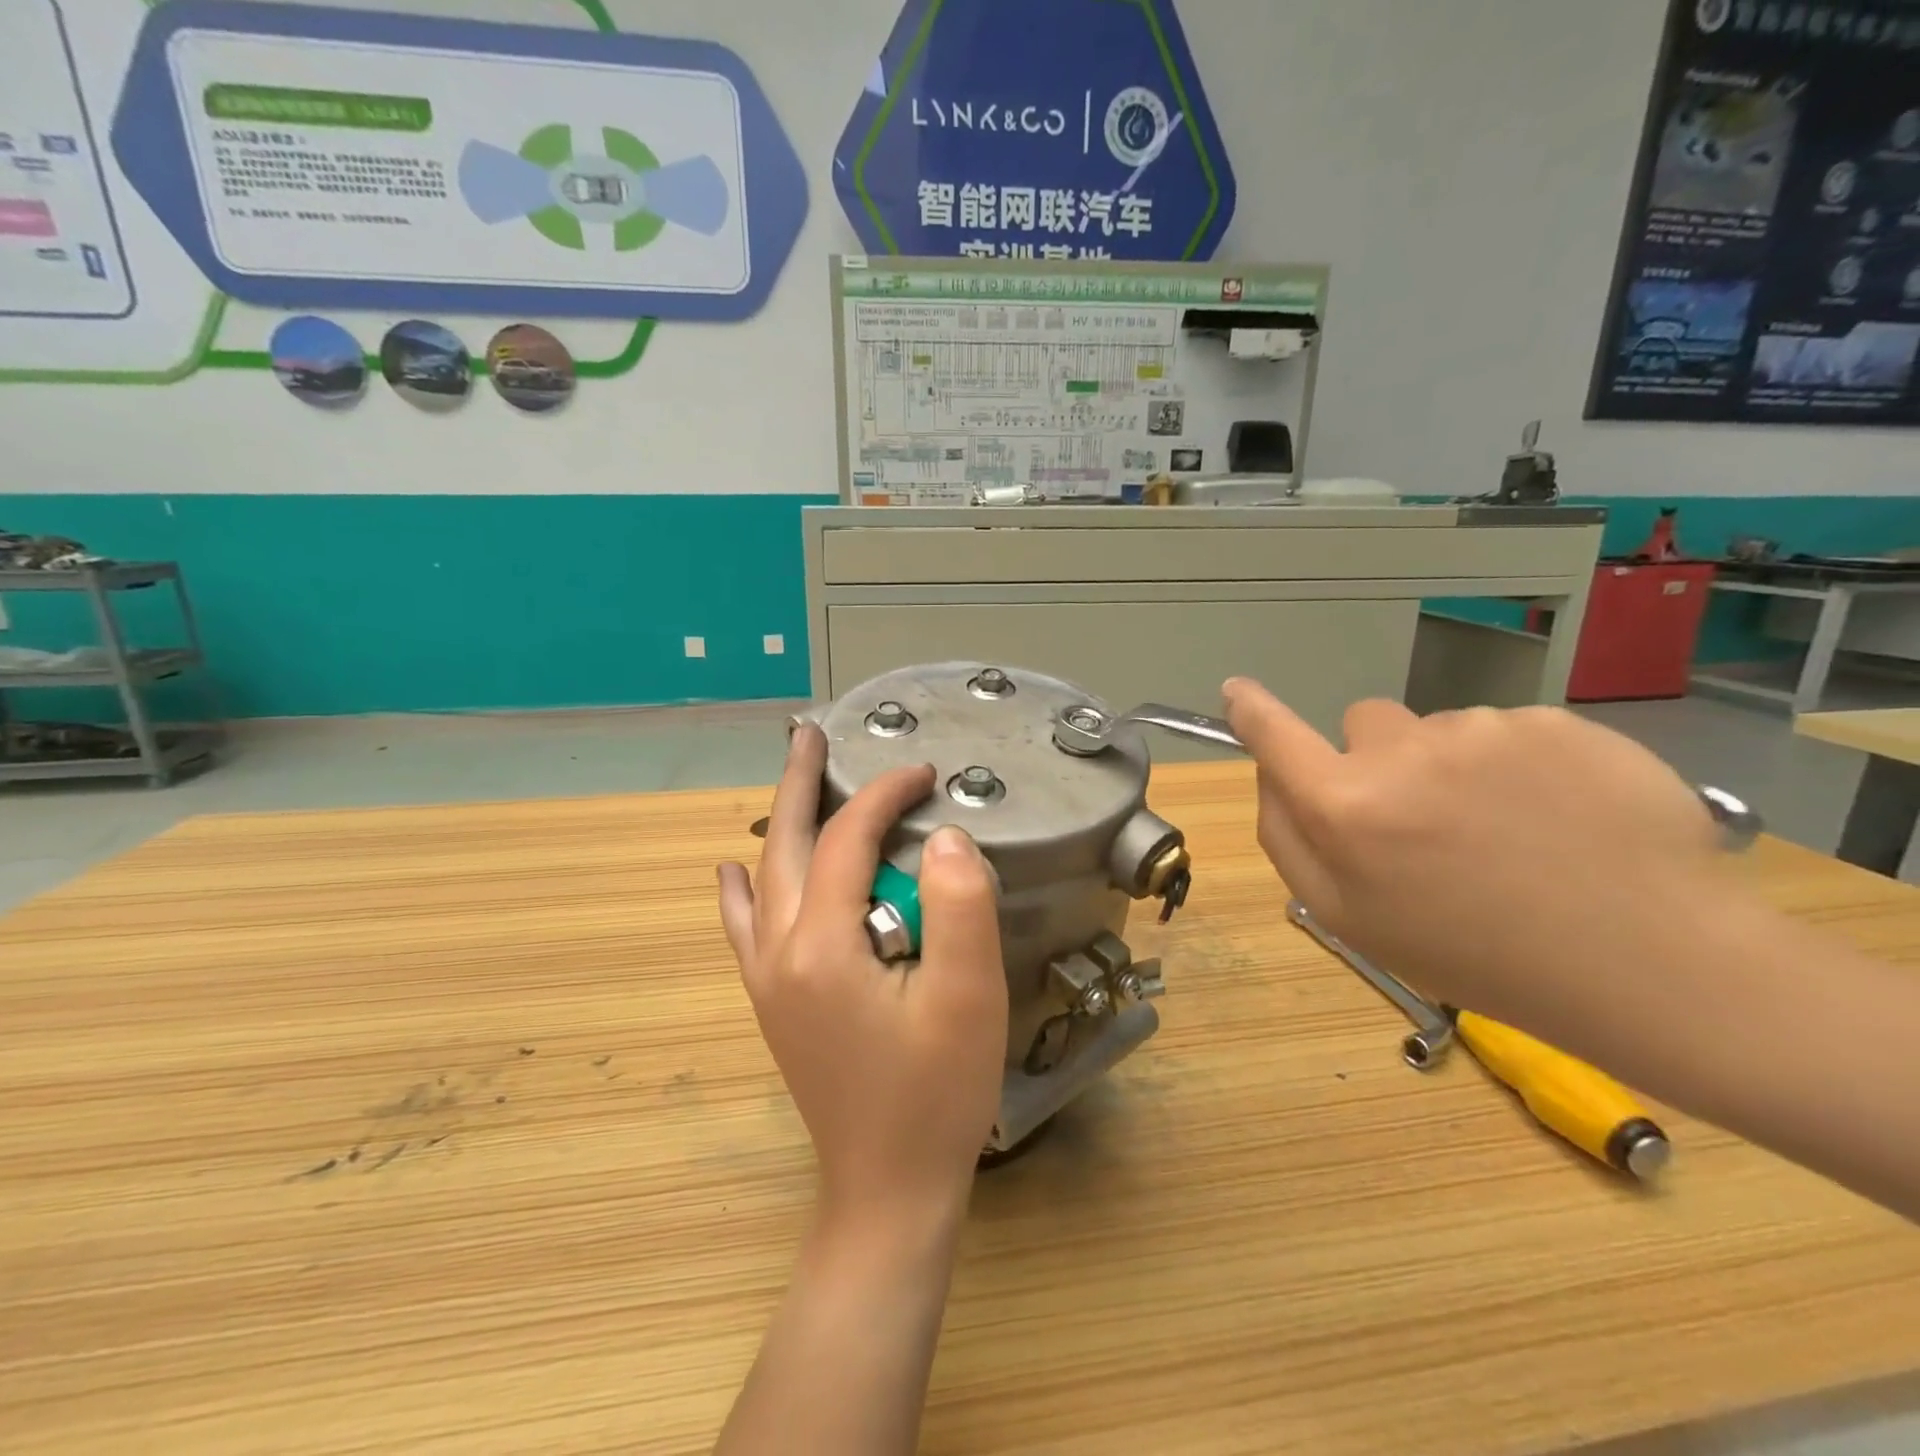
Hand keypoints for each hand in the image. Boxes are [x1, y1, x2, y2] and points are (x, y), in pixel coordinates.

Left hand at [717, 724, 1007, 1227]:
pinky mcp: (773, 1002)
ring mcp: (767, 979)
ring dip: (776, 823)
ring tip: (789, 780)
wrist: (887, 1188)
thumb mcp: (969, 996)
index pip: (847, 840)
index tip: (924, 773)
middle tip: (809, 733)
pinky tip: (731, 873)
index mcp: (822, 944)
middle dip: (800, 783)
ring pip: (762, 878)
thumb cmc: (936, 1094)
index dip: (884, 795)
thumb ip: (959, 904)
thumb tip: (942, 836)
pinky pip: (745, 927)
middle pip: (783, 844)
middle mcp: (779, 952)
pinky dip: (741, 889)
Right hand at [1222, 681, 1724, 1021]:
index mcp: (1345, 807)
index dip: (1251, 710)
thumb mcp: (1348, 918)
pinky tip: (1557, 817)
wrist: (1650, 963)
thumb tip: (1271, 774)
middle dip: (1378, 760)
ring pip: (1439, 729)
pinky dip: (1517, 764)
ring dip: (1452, 767)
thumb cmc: (1474, 953)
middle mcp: (1403, 753)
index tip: (1236, 691)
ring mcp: (1485, 729)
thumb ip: (1287, 839)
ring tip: (1507, 832)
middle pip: (1364, 725)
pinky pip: (1506, 730)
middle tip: (1426, 823)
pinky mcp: (1557, 721)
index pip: (1275, 735)